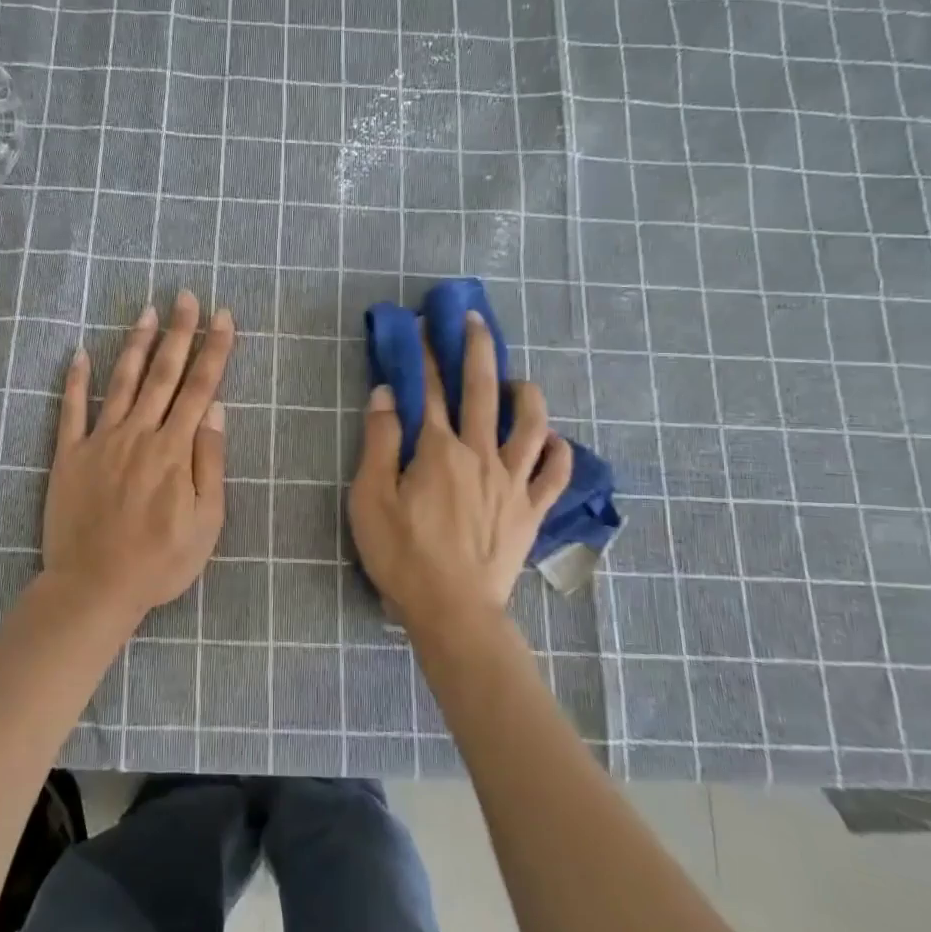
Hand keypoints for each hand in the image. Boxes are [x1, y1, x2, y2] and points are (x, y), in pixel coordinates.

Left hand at [42, 290, 233, 623]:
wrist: (93, 587)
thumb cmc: (159, 562)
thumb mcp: (205, 523)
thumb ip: (209, 463)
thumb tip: (215, 412)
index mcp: (174, 450)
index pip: (200, 388)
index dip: (214, 350)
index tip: (223, 316)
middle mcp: (138, 434)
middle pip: (163, 374)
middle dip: (179, 332)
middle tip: (186, 296)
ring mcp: (99, 442)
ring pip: (122, 382)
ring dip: (136, 344)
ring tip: (146, 311)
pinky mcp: (68, 456)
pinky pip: (70, 410)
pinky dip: (74, 380)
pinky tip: (78, 353)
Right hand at [348, 310, 573, 631]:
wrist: (453, 611)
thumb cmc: (402, 555)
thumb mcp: (371, 498)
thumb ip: (379, 443)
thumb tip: (385, 394)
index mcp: (439, 450)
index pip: (428, 391)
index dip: (424, 356)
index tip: (422, 327)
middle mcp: (481, 454)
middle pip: (483, 392)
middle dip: (477, 350)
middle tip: (475, 320)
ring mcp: (513, 482)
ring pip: (532, 425)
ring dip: (527, 395)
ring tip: (519, 381)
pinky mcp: (531, 511)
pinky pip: (556, 474)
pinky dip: (560, 452)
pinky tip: (556, 442)